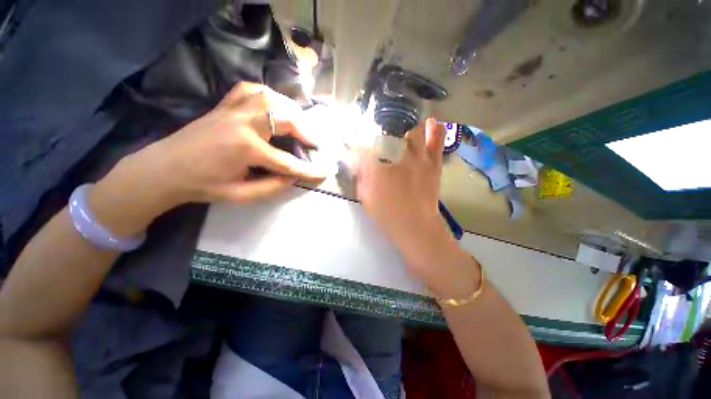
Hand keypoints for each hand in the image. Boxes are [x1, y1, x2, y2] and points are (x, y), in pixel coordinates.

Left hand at [89, 82, 325, 235]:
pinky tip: (274, 105)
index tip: (324, 173)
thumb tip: (294, 178)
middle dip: (305, 130)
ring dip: (290, 109)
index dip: (308, 170)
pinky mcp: (224, 105)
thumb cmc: (202, 186)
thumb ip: (272, 187)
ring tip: (299, 123)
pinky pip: (250, 90)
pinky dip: (268, 95)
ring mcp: (232, 110)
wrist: (164, 169)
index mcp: (246, 149)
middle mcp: (242, 124)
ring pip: (270, 98)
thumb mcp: (241, 195)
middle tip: (314, 143)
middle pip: (284, 118)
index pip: (287, 162)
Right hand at [353, 118, 478, 296]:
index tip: (356, 146)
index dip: (359, 144)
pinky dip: (435, 129)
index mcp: (378, 167)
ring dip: (407, 127)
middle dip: (382, 129)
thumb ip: (360, 177)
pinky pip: (437, 140)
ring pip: (414, 130)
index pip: (364, 146)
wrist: (415, 226)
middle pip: (389, 131)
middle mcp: (397, 158)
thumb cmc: (387, 215)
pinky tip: (431, 123)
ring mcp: (418, 158)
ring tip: (403, 127)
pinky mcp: (433, 163)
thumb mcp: (366, 197)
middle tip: (381, 133)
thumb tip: (355, 161)